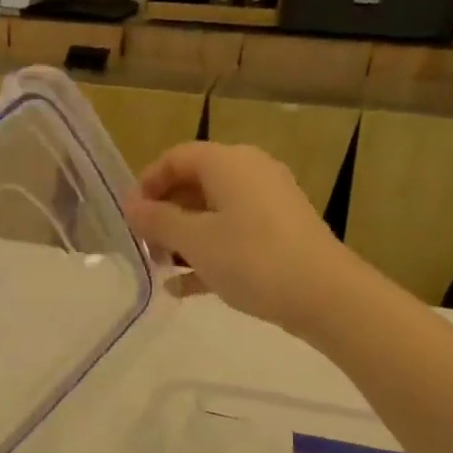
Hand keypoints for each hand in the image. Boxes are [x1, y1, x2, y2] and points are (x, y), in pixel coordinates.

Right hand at [124, 142, 346, 334]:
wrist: (323, 294)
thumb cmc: (251, 258)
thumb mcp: (194, 240)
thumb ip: (157, 221)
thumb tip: (130, 206)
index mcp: (228, 163)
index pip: (176, 157)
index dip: (146, 183)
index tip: (129, 217)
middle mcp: (249, 174)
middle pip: (194, 185)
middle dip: (163, 215)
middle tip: (144, 247)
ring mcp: (267, 205)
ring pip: (212, 213)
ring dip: (182, 238)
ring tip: (160, 269)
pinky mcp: (278, 234)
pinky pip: (231, 235)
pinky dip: (207, 254)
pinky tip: (184, 288)